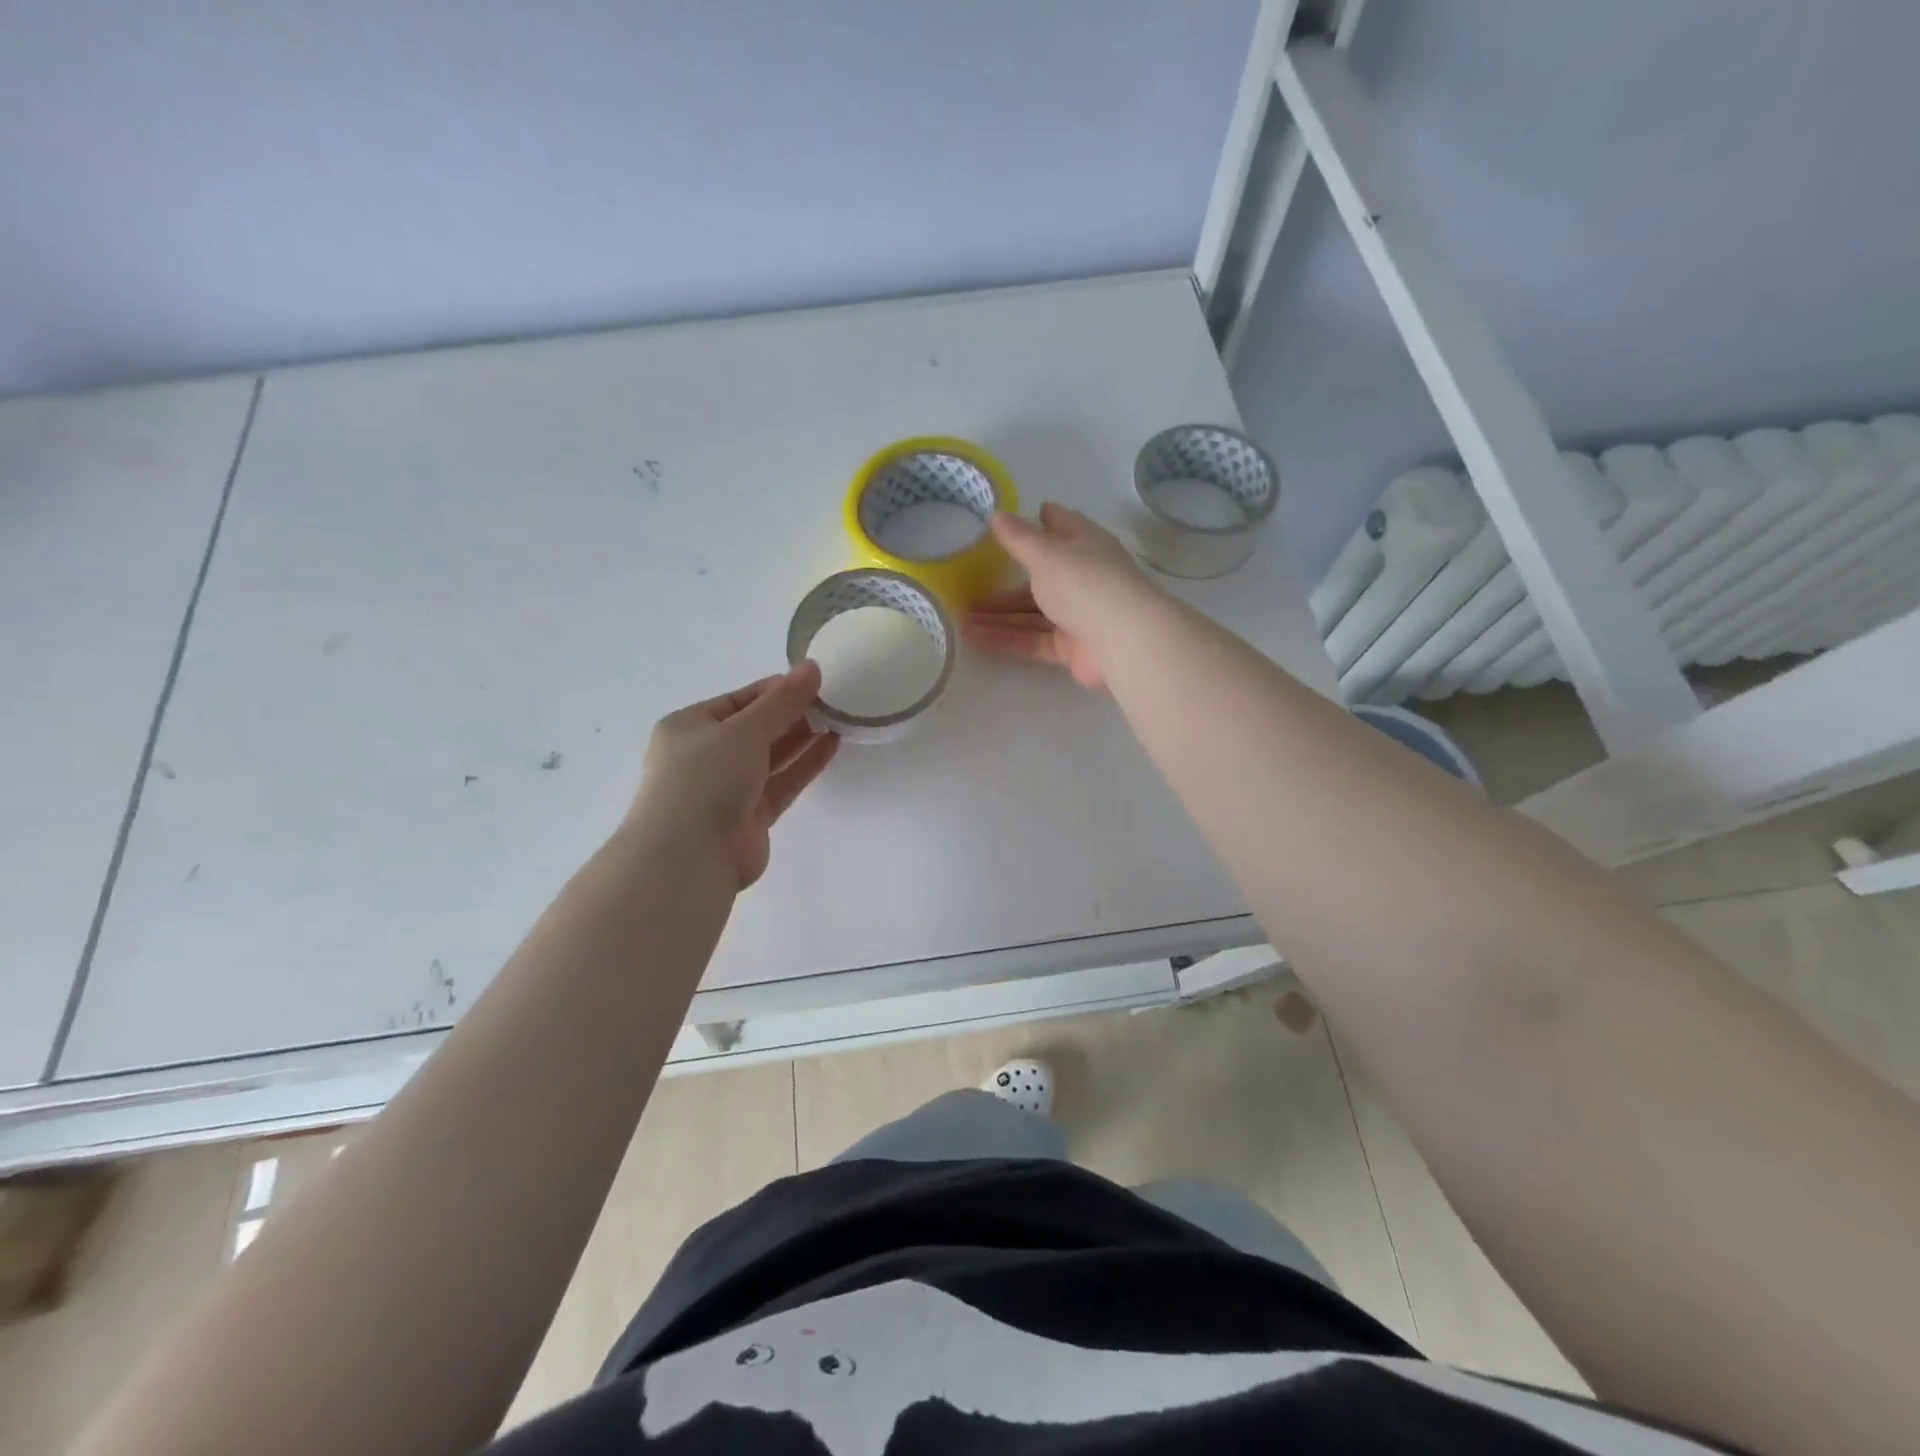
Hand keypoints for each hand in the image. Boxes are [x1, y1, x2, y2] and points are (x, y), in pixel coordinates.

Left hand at [631, 662, 839, 887]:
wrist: (689, 855)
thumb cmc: (706, 778)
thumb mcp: (744, 730)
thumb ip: (782, 701)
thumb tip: (812, 667)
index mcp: (689, 727)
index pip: (738, 700)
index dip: (775, 690)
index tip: (814, 682)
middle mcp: (705, 755)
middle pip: (755, 728)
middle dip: (791, 714)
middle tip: (832, 700)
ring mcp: (728, 788)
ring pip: (770, 756)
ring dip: (801, 738)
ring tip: (838, 719)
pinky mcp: (750, 816)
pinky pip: (781, 782)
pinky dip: (804, 765)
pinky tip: (831, 746)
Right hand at [962, 503, 1157, 690]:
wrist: (1122, 640)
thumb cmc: (1084, 583)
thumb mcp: (1046, 554)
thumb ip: (1019, 538)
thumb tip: (998, 515)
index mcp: (1085, 545)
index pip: (1062, 526)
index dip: (1043, 521)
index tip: (1018, 520)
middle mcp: (1083, 577)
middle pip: (1040, 578)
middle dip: (1005, 585)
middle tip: (969, 588)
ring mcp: (1079, 615)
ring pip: (1032, 614)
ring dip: (999, 616)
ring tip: (962, 620)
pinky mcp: (1072, 648)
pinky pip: (1033, 640)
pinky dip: (1007, 639)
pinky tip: (976, 640)